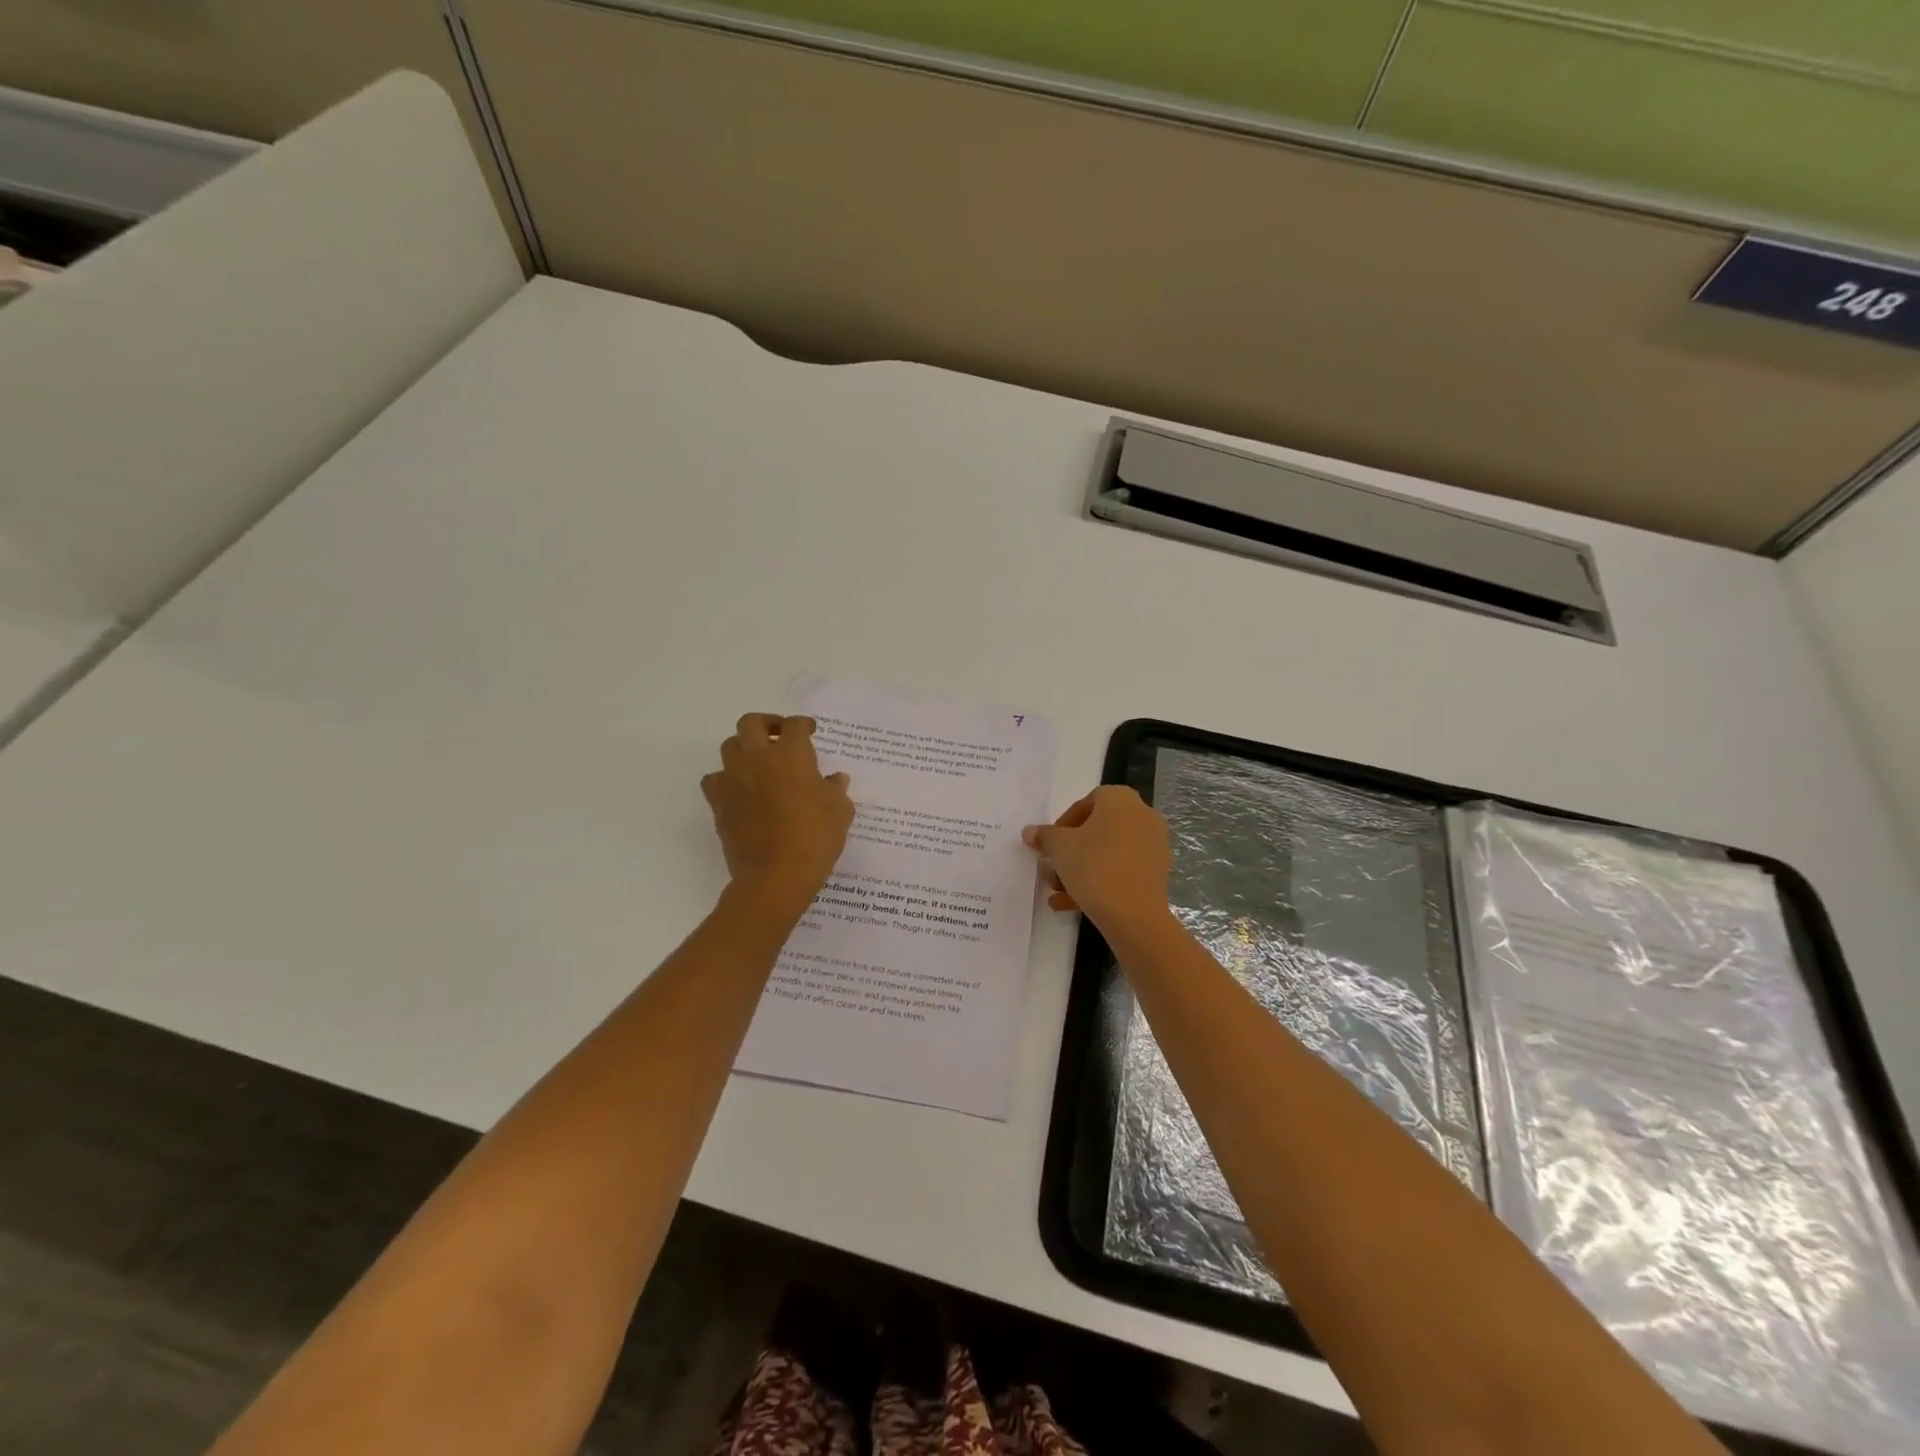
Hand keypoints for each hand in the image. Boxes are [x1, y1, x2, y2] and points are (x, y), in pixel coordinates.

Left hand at [702, 714, 853, 913]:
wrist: (776, 876)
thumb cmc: (815, 838)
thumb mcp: (840, 811)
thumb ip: (836, 789)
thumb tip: (834, 779)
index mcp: (791, 754)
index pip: (795, 726)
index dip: (804, 725)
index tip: (810, 731)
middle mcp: (758, 758)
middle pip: (752, 723)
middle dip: (767, 723)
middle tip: (779, 736)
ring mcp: (734, 779)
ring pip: (729, 746)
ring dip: (744, 748)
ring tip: (759, 762)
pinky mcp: (718, 802)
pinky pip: (715, 779)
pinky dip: (726, 778)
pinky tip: (739, 790)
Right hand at [1022, 785, 1172, 934]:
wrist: (1135, 915)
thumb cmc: (1095, 867)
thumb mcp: (1060, 848)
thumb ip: (1044, 836)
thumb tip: (1030, 831)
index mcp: (1121, 799)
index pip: (1086, 802)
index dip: (1063, 823)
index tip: (1050, 845)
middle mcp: (1142, 815)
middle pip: (1098, 830)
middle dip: (1071, 851)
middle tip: (1053, 868)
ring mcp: (1153, 845)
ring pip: (1108, 853)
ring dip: (1081, 869)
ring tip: (1057, 891)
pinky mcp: (1156, 873)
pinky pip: (1121, 870)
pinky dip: (1099, 882)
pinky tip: (1071, 904)